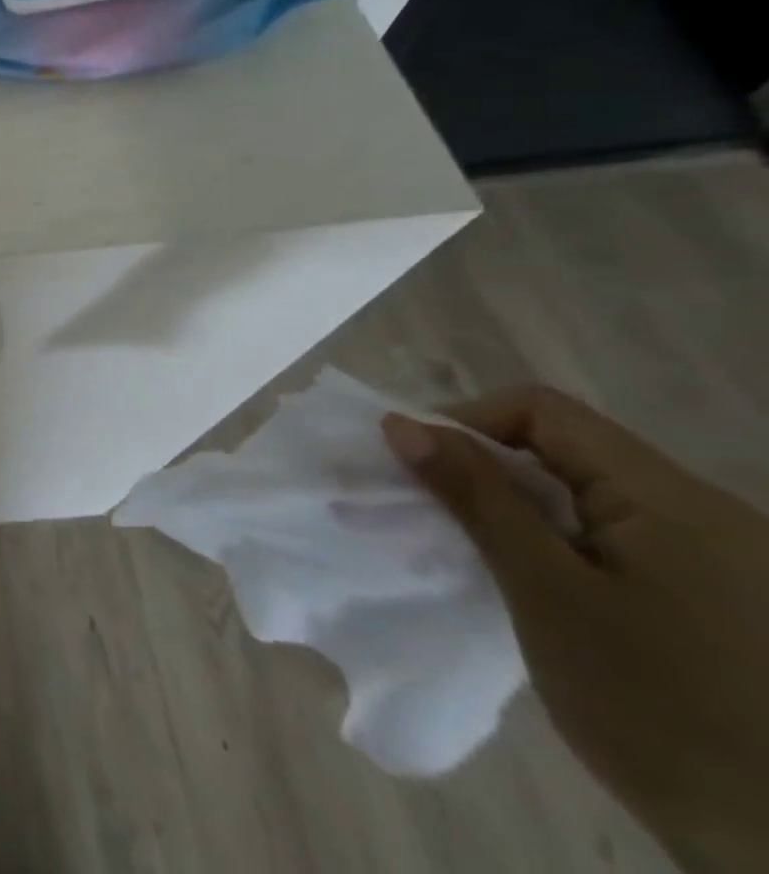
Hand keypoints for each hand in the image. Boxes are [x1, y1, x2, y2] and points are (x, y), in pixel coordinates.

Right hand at [384, 388, 768, 872]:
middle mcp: (706, 514)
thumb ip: (475, 497)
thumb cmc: (657, 710)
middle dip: (484, 469)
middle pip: (565, 450)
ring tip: (474, 553)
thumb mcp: (546, 593)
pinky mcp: (718, 602)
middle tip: (432, 512)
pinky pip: (614, 540)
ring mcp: (721, 562)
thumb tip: (402, 423)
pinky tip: (533, 588)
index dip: (467, 422)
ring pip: (585, 497)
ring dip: (515, 511)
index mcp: (674, 499)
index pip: (543, 412)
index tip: (418, 466)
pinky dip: (556, 546)